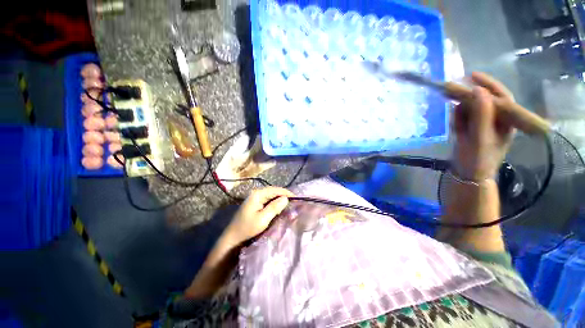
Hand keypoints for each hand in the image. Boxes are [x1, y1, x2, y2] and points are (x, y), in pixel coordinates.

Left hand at [224, 187, 293, 244]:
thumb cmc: (247, 228)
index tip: (296, 198)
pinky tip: (280, 207)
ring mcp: (255, 198)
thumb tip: (286, 198)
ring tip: (289, 204)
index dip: (286, 193)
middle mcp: (256, 193)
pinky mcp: (255, 204)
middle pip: (273, 191)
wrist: (233, 238)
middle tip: (294, 202)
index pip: (275, 190)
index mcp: (257, 194)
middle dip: (284, 196)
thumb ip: (274, 207)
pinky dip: (275, 203)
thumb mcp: (263, 219)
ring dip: (280, 199)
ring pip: (271, 196)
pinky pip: (268, 201)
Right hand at [453, 72, 515, 180]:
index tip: (471, 76)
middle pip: (485, 101)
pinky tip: (456, 130)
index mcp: (507, 121)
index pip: (501, 97)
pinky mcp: (472, 129)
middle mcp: (497, 120)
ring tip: (457, 126)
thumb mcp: (479, 137)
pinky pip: (463, 118)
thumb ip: (481, 114)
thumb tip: (477, 90)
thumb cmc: (477, 159)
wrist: (467, 175)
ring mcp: (484, 125)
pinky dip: (457, 121)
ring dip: (461, 113)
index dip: (488, 85)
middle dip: (469, 100)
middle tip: (452, 92)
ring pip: (471, 109)